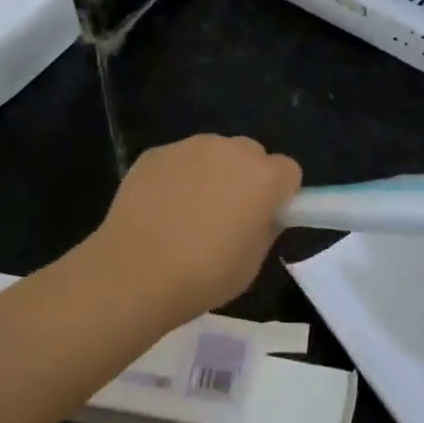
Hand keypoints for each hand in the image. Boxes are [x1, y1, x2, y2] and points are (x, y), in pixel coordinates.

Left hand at [91, 135, 301, 323]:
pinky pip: (178, 161)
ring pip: (213, 153)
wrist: (134, 272)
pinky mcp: (156, 153)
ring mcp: (190, 147)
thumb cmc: (204, 275)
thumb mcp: (252, 263)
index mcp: (264, 177)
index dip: (279, 194)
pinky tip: (159, 210)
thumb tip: (261, 214)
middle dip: (246, 177)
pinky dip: (176, 178)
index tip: (264, 217)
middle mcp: (231, 150)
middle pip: (251, 154)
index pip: (288, 171)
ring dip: (211, 173)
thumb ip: (265, 228)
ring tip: (187, 213)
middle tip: (227, 215)